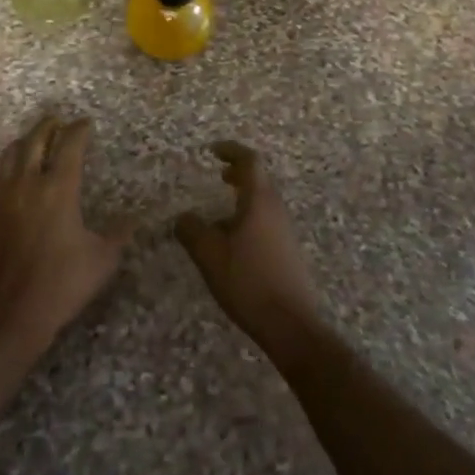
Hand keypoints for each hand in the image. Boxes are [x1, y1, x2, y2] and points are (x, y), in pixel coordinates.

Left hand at [0, 115, 126, 365]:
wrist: (6, 316)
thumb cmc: (59, 285)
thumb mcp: (101, 261)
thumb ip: (119, 235)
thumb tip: (134, 219)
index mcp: (58, 188)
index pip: (70, 144)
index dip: (79, 130)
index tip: (86, 123)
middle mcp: (27, 183)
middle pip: (35, 140)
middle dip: (48, 126)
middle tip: (57, 121)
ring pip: (9, 155)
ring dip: (23, 144)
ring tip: (32, 143)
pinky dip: (3, 175)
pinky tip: (8, 185)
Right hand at [175, 142, 322, 362]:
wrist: (291, 324)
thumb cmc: (249, 281)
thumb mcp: (210, 256)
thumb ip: (192, 231)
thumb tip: (182, 217)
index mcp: (259, 200)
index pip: (249, 161)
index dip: (231, 151)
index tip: (213, 151)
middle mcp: (276, 209)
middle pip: (259, 179)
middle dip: (238, 173)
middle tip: (219, 175)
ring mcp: (285, 230)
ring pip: (263, 201)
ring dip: (244, 197)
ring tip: (221, 212)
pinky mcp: (288, 251)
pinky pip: (267, 221)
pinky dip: (249, 217)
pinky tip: (234, 242)